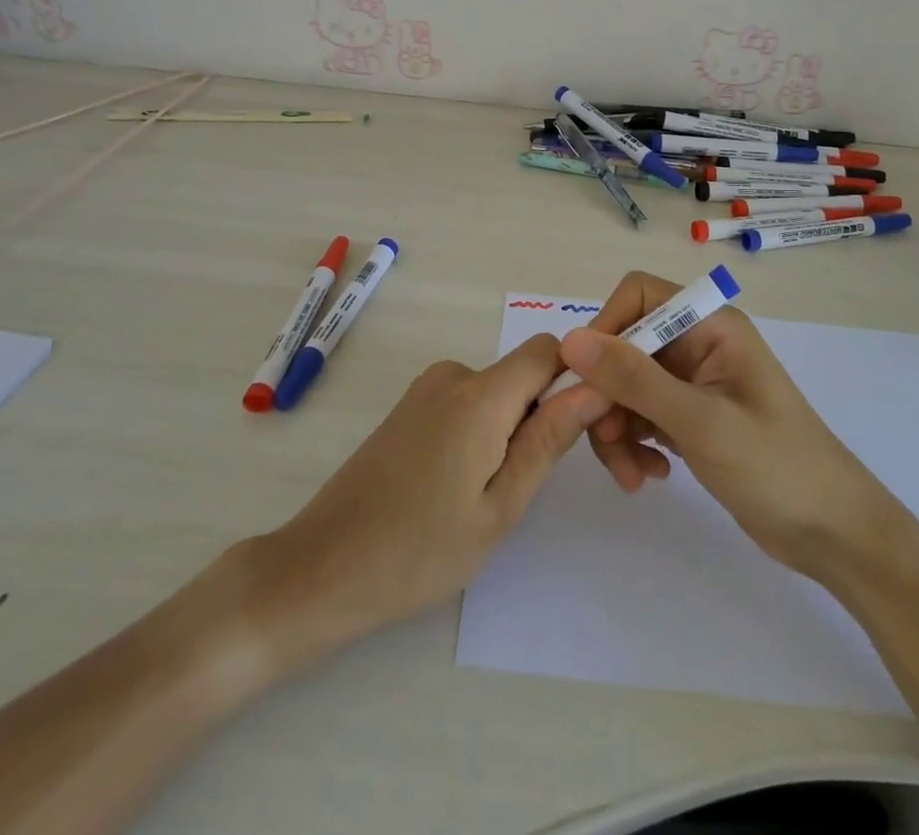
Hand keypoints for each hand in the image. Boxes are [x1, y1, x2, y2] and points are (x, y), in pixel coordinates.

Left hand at [246, 334, 597, 664]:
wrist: (322, 567)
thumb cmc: (419, 550)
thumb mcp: (500, 506)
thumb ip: (549, 439)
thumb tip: (596, 388)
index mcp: (480, 394)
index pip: (549, 350)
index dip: (578, 377)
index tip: (591, 427)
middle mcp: (453, 375)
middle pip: (523, 374)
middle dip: (545, 414)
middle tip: (538, 484)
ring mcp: (426, 390)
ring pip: (496, 393)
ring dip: (512, 429)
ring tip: (495, 496)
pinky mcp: (409, 407)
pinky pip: (467, 403)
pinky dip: (482, 432)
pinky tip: (462, 487)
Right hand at [561, 271, 888, 578]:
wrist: (833, 534)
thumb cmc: (776, 466)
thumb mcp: (700, 421)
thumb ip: (634, 378)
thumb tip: (570, 339)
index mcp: (709, 325)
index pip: (638, 296)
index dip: (607, 329)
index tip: (589, 379)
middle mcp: (698, 344)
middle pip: (625, 347)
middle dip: (608, 395)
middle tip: (609, 442)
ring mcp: (692, 382)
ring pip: (626, 386)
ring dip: (617, 428)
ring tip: (632, 476)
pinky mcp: (689, 417)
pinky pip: (641, 415)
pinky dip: (634, 443)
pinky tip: (650, 477)